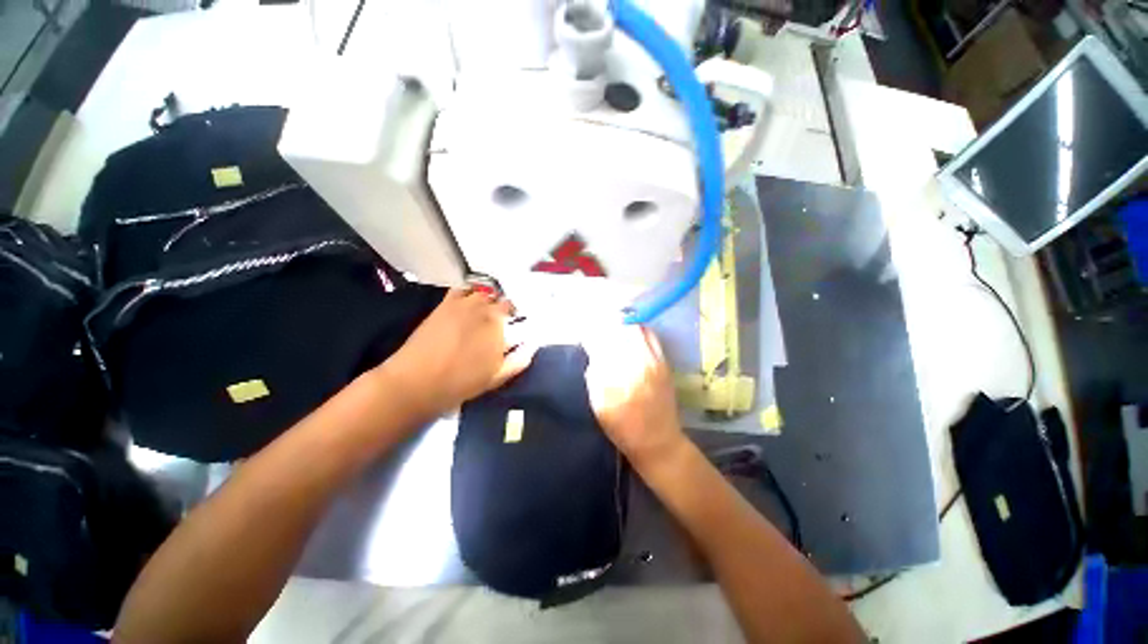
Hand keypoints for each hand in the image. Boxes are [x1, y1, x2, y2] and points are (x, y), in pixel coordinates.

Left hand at [382, 289, 534, 416]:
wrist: (418, 381)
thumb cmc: (461, 382)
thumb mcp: (497, 377)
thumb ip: (519, 360)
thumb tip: (532, 346)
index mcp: (499, 325)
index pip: (514, 312)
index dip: (516, 319)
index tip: (514, 327)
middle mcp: (484, 309)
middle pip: (500, 301)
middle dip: (503, 310)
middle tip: (500, 323)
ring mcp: (463, 304)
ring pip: (483, 294)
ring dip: (487, 301)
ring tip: (484, 312)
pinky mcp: (445, 304)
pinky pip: (462, 289)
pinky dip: (468, 292)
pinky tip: (467, 302)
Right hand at [585, 324, 687, 472]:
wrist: (658, 441)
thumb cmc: (623, 428)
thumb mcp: (599, 406)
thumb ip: (594, 377)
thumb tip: (594, 354)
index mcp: (615, 378)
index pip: (601, 344)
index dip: (591, 336)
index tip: (585, 337)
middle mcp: (636, 365)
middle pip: (619, 331)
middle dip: (606, 326)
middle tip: (599, 330)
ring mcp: (653, 361)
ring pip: (635, 330)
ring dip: (622, 325)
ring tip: (614, 328)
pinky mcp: (664, 363)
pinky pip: (651, 336)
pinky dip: (639, 330)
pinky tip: (631, 334)